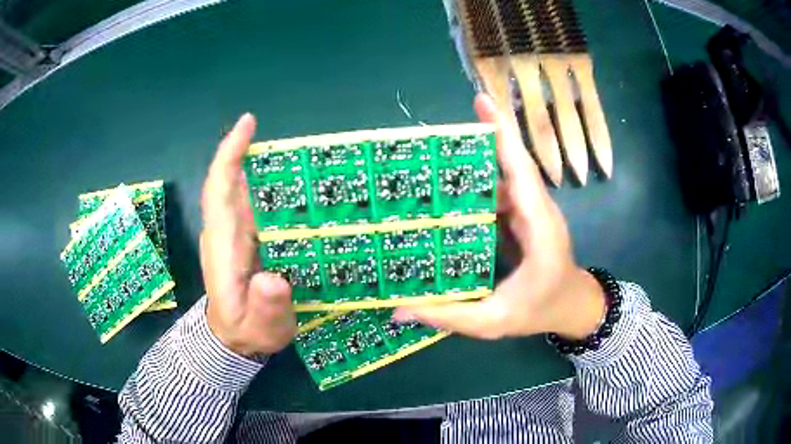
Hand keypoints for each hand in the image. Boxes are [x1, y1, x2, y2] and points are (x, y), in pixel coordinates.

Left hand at [200, 114, 295, 355]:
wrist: (236, 339)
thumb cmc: (246, 331)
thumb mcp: (259, 327)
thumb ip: (265, 307)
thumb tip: (273, 280)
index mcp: (224, 245)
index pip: (219, 190)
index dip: (230, 155)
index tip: (248, 124)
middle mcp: (227, 231)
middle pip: (232, 182)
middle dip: (254, 153)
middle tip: (296, 142)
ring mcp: (236, 234)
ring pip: (245, 190)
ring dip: (267, 168)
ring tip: (305, 159)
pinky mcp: (247, 239)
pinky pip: (256, 206)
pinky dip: (273, 190)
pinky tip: (299, 188)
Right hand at [393, 94, 605, 339]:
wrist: (572, 308)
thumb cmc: (541, 311)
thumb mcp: (494, 322)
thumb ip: (450, 315)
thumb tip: (399, 309)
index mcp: (539, 227)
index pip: (522, 172)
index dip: (503, 135)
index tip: (482, 102)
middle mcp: (538, 210)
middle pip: (512, 165)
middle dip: (483, 139)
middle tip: (442, 132)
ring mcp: (533, 211)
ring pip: (505, 177)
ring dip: (476, 165)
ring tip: (437, 160)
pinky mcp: (525, 217)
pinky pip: (502, 193)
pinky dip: (479, 186)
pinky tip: (454, 191)